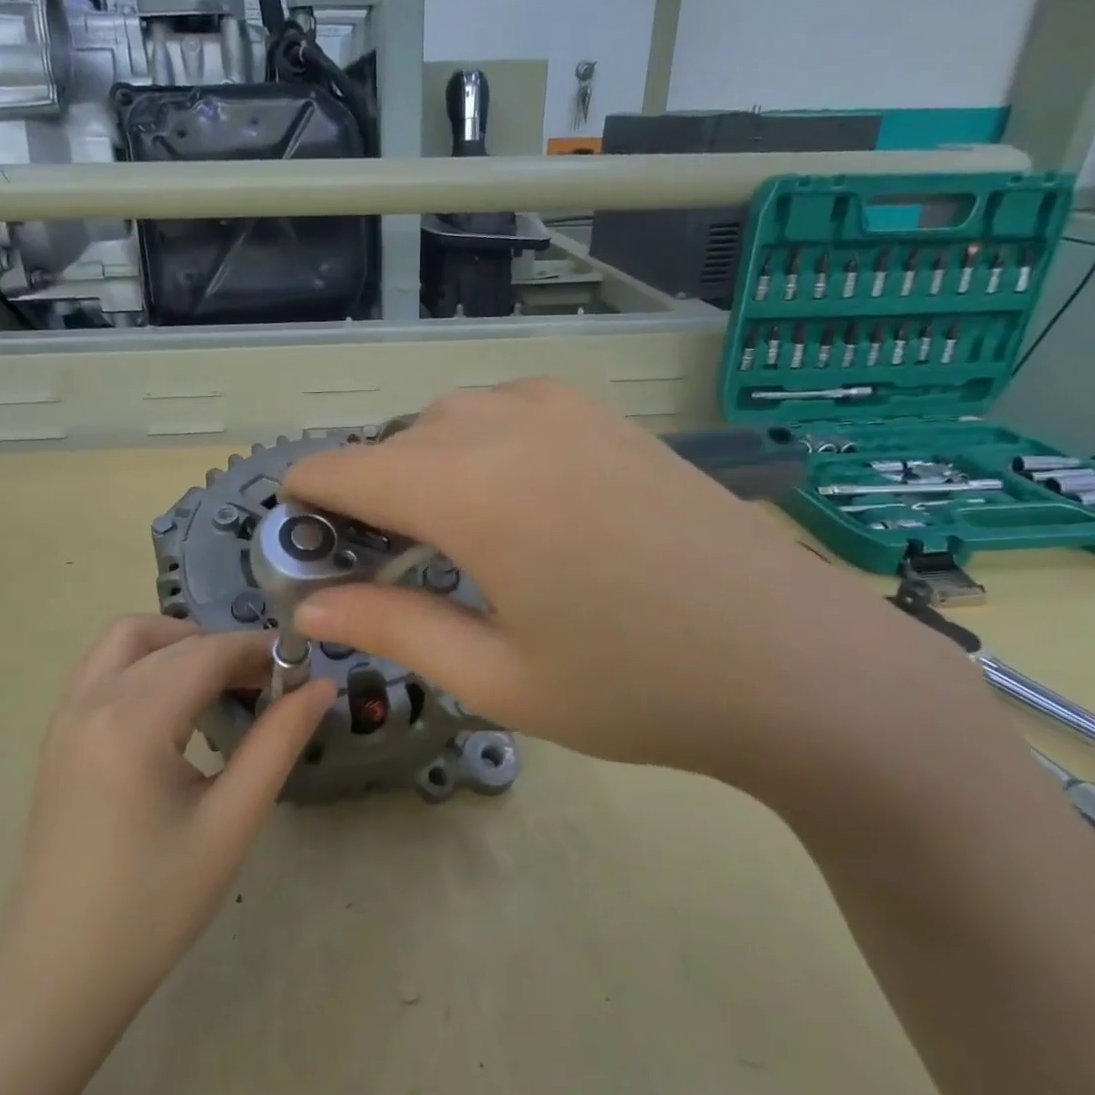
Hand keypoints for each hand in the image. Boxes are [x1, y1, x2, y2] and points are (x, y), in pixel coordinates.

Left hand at [0, 616, 333, 1006]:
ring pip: (128, 640)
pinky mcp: (58, 735)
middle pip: (169, 639)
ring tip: (223, 687)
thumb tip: (321, 685)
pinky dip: (148, 663)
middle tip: (269, 685)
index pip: (207, 653)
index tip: (302, 667)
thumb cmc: (154, 905)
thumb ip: (278, 742)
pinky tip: (176, 709)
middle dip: (225, 648)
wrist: (59, 973)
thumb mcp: (230, 823)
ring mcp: (65, 716)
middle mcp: (91, 701)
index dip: (260, 650)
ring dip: (180, 645)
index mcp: (132, 721)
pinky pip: (105, 667)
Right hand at [283, 380, 996, 808]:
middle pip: (397, 442)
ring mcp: (565, 410)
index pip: (347, 468)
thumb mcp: (496, 675)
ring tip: (448, 536)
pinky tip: (511, 501)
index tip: (298, 530)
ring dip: (425, 465)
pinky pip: (508, 409)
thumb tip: (312, 606)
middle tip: (382, 564)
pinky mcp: (607, 417)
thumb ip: (392, 628)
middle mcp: (507, 424)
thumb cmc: (635, 685)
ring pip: (451, 418)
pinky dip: (480, 444)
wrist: (796, 662)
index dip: (308, 496)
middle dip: (370, 493)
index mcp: (469, 489)